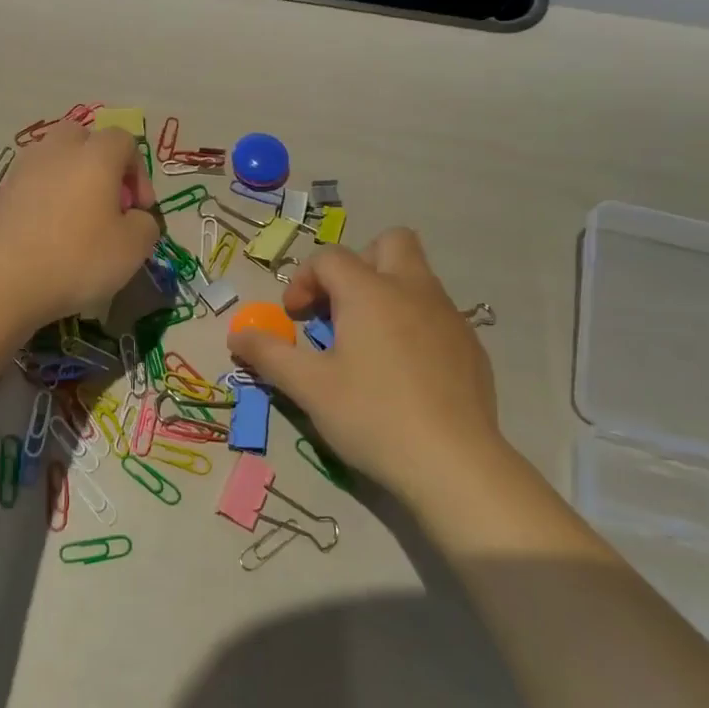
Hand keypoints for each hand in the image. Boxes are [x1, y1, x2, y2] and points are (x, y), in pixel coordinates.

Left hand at [0, 122, 160, 326]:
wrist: (1, 281)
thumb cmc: (77, 258)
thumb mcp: (133, 248)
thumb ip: (145, 224)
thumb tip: (134, 218)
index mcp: (95, 155)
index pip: (124, 140)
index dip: (139, 172)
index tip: (139, 210)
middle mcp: (57, 150)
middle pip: (83, 138)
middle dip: (100, 164)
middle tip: (107, 204)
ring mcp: (23, 170)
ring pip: (54, 159)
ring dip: (70, 181)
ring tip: (77, 220)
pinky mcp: (0, 194)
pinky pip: (33, 185)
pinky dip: (46, 200)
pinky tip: (49, 235)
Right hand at [226, 228, 501, 495]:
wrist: (455, 465)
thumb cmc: (373, 417)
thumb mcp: (309, 387)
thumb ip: (268, 353)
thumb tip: (237, 334)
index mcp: (370, 292)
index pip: (330, 258)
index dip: (303, 280)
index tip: (294, 318)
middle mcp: (413, 290)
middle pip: (390, 242)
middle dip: (359, 264)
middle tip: (341, 307)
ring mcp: (449, 317)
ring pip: (416, 277)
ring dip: (387, 293)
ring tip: (368, 343)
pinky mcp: (471, 347)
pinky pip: (436, 314)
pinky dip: (413, 324)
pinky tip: (404, 371)